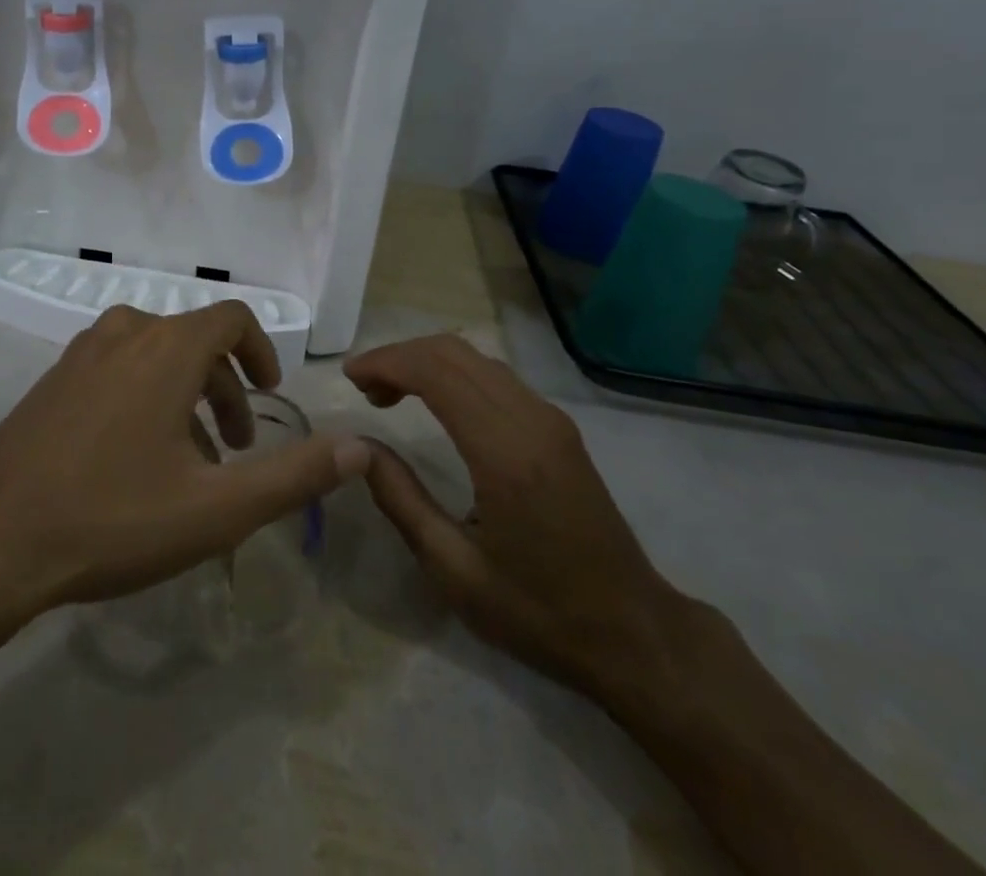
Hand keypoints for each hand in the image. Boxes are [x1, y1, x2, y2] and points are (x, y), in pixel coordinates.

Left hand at [0, 303, 371, 621]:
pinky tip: (133, 457)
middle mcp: (125, 332)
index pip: (230, 318)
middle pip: (194, 339)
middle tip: (237, 450)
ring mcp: (80, 353)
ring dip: (185, 393)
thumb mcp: (218, 508)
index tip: (270, 393)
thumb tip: (360, 447)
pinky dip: (143, 393)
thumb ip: (295, 475)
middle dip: (225, 387)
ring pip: (153, 353)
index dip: (261, 350)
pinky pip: (115, 367)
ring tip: (190, 459)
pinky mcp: (52, 379)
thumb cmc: (113, 519)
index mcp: (166, 348)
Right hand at [347, 335, 689, 692]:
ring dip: (427, 362)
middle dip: (401, 356)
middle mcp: (531, 419)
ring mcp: (550, 419)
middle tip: (364, 386)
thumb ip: (401, 499)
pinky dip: (454, 374)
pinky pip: (495, 377)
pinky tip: (434, 402)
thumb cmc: (539, 612)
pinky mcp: (558, 427)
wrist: (635, 633)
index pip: (436, 372)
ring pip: (476, 358)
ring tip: (389, 392)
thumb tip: (358, 448)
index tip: (350, 377)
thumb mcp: (454, 570)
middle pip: (454, 352)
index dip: (386, 362)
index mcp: (504, 452)